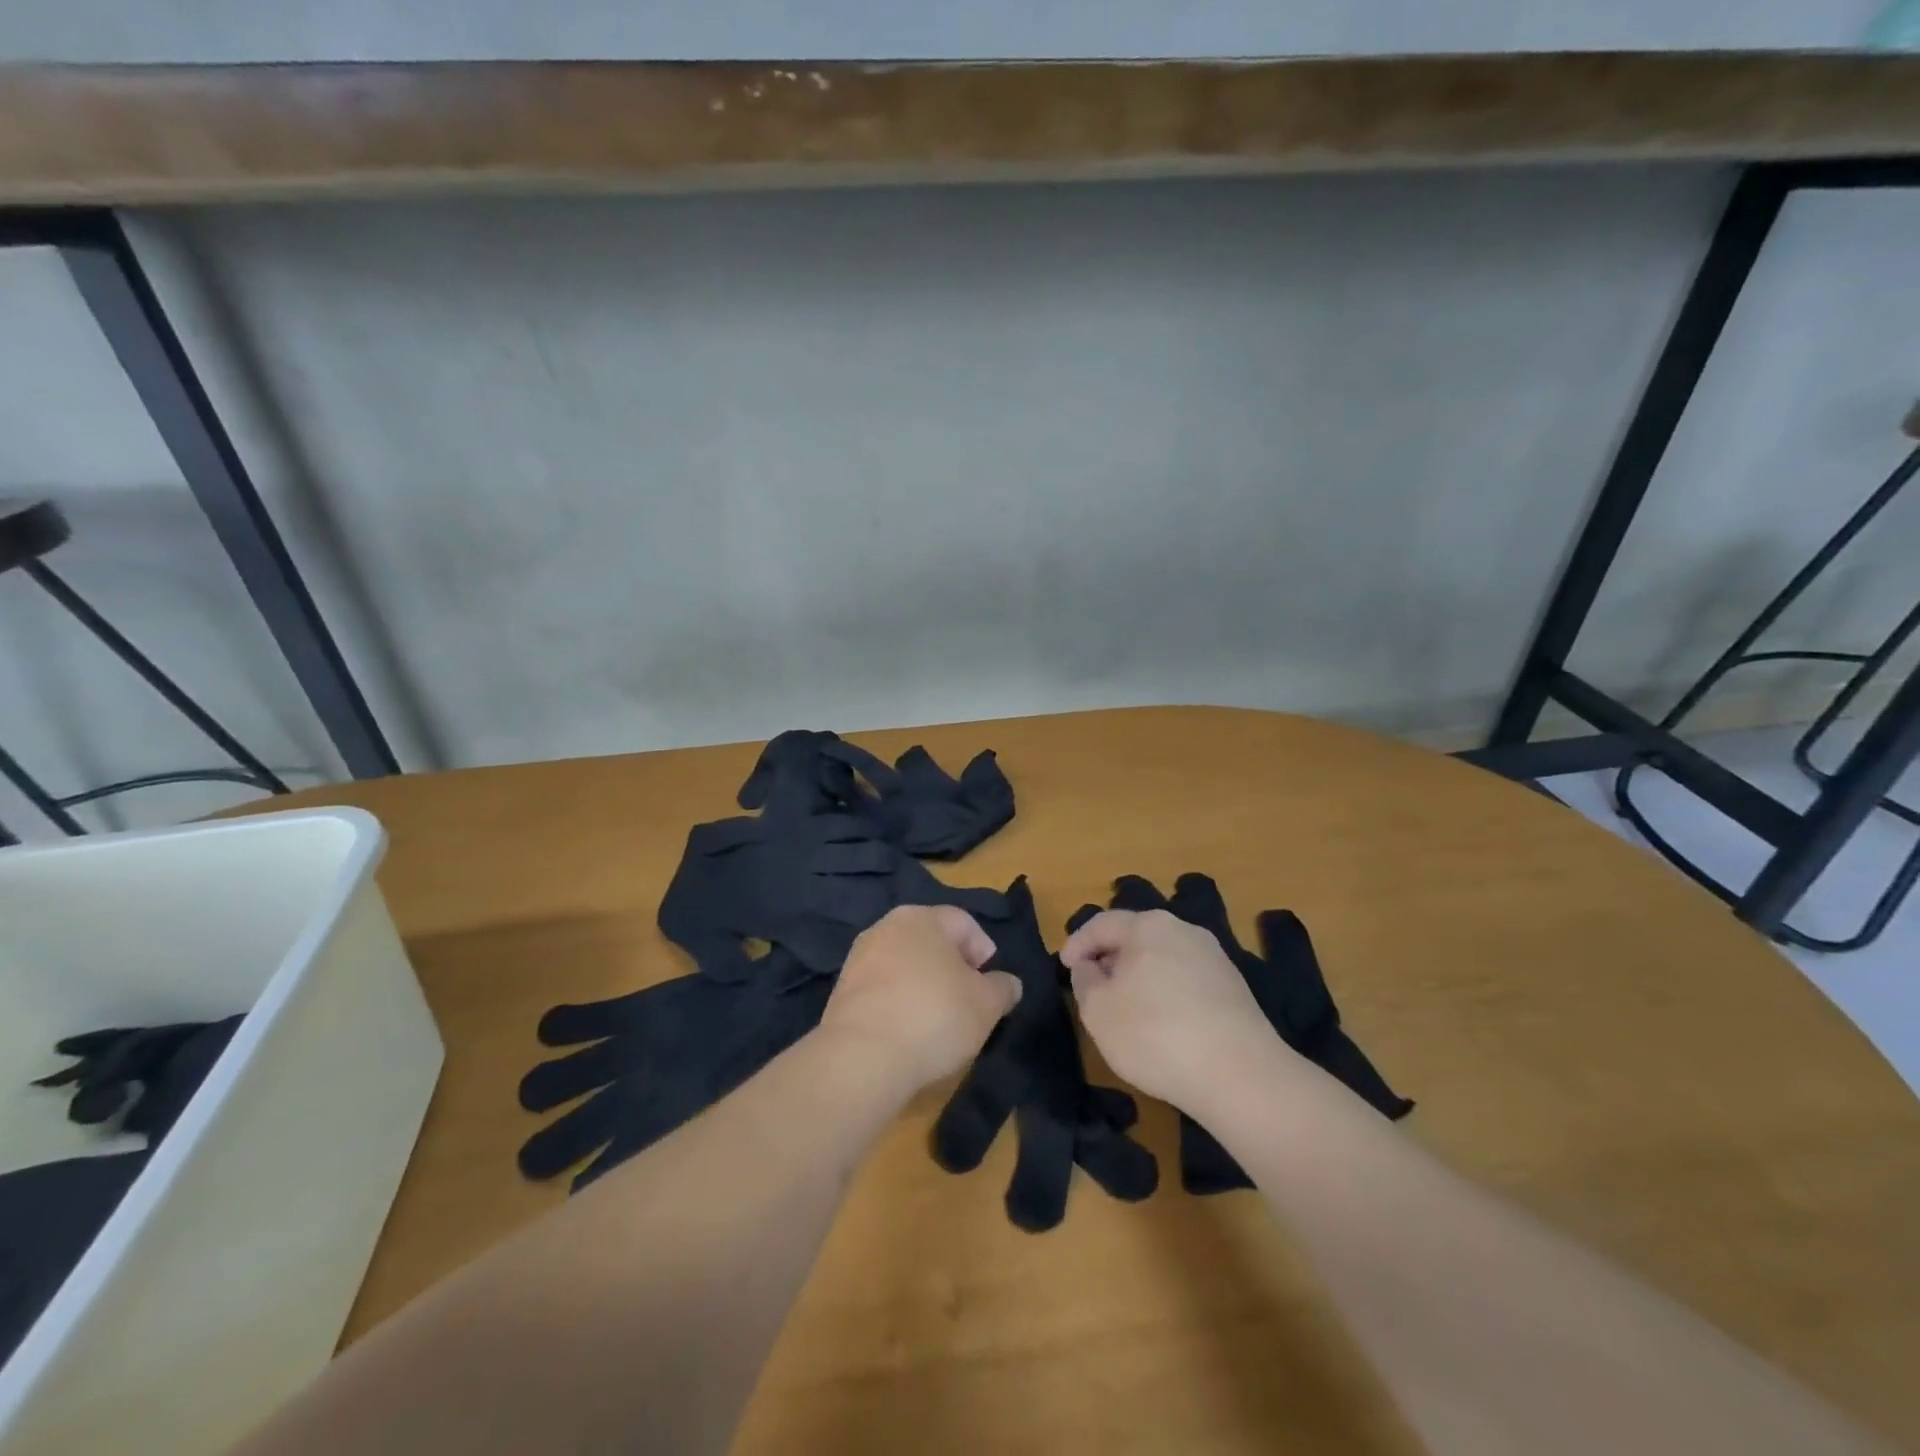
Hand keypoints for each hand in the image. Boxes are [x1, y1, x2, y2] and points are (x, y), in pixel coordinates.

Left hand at [821, 906, 1020, 1091]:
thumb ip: (1003, 988)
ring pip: (904, 964)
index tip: (990, 983)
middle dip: (952, 967)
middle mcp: (886, 927)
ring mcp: (858, 958)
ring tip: (938, 1020)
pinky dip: (898, 1002)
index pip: (963, 922)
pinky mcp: (841, 991)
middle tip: (968, 1000)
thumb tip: (1007, 983)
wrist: (862, 1057)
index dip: (983, 949)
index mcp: (922, 918)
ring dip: (923, 984)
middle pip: (930, 941)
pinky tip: (908, 1031)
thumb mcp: (987, 1004)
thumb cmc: (934, 1016)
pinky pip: (882, 989)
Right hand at [1060, 908, 1290, 1112]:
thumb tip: (1090, 966)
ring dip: (1139, 975)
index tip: (1063, 967)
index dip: (1077, 944)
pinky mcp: (1233, 986)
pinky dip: (1165, 990)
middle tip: (1092, 984)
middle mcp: (1183, 929)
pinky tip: (1162, 1021)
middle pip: (1134, 936)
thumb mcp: (1098, 1010)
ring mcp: (1214, 956)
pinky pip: (1185, 978)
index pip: (1101, 924)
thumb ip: (1084, 980)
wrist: (1240, 1075)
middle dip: (1109, 957)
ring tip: (1125, 1005)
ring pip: (1162, 956)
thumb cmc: (1155, 1034)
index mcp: (1148, 925)